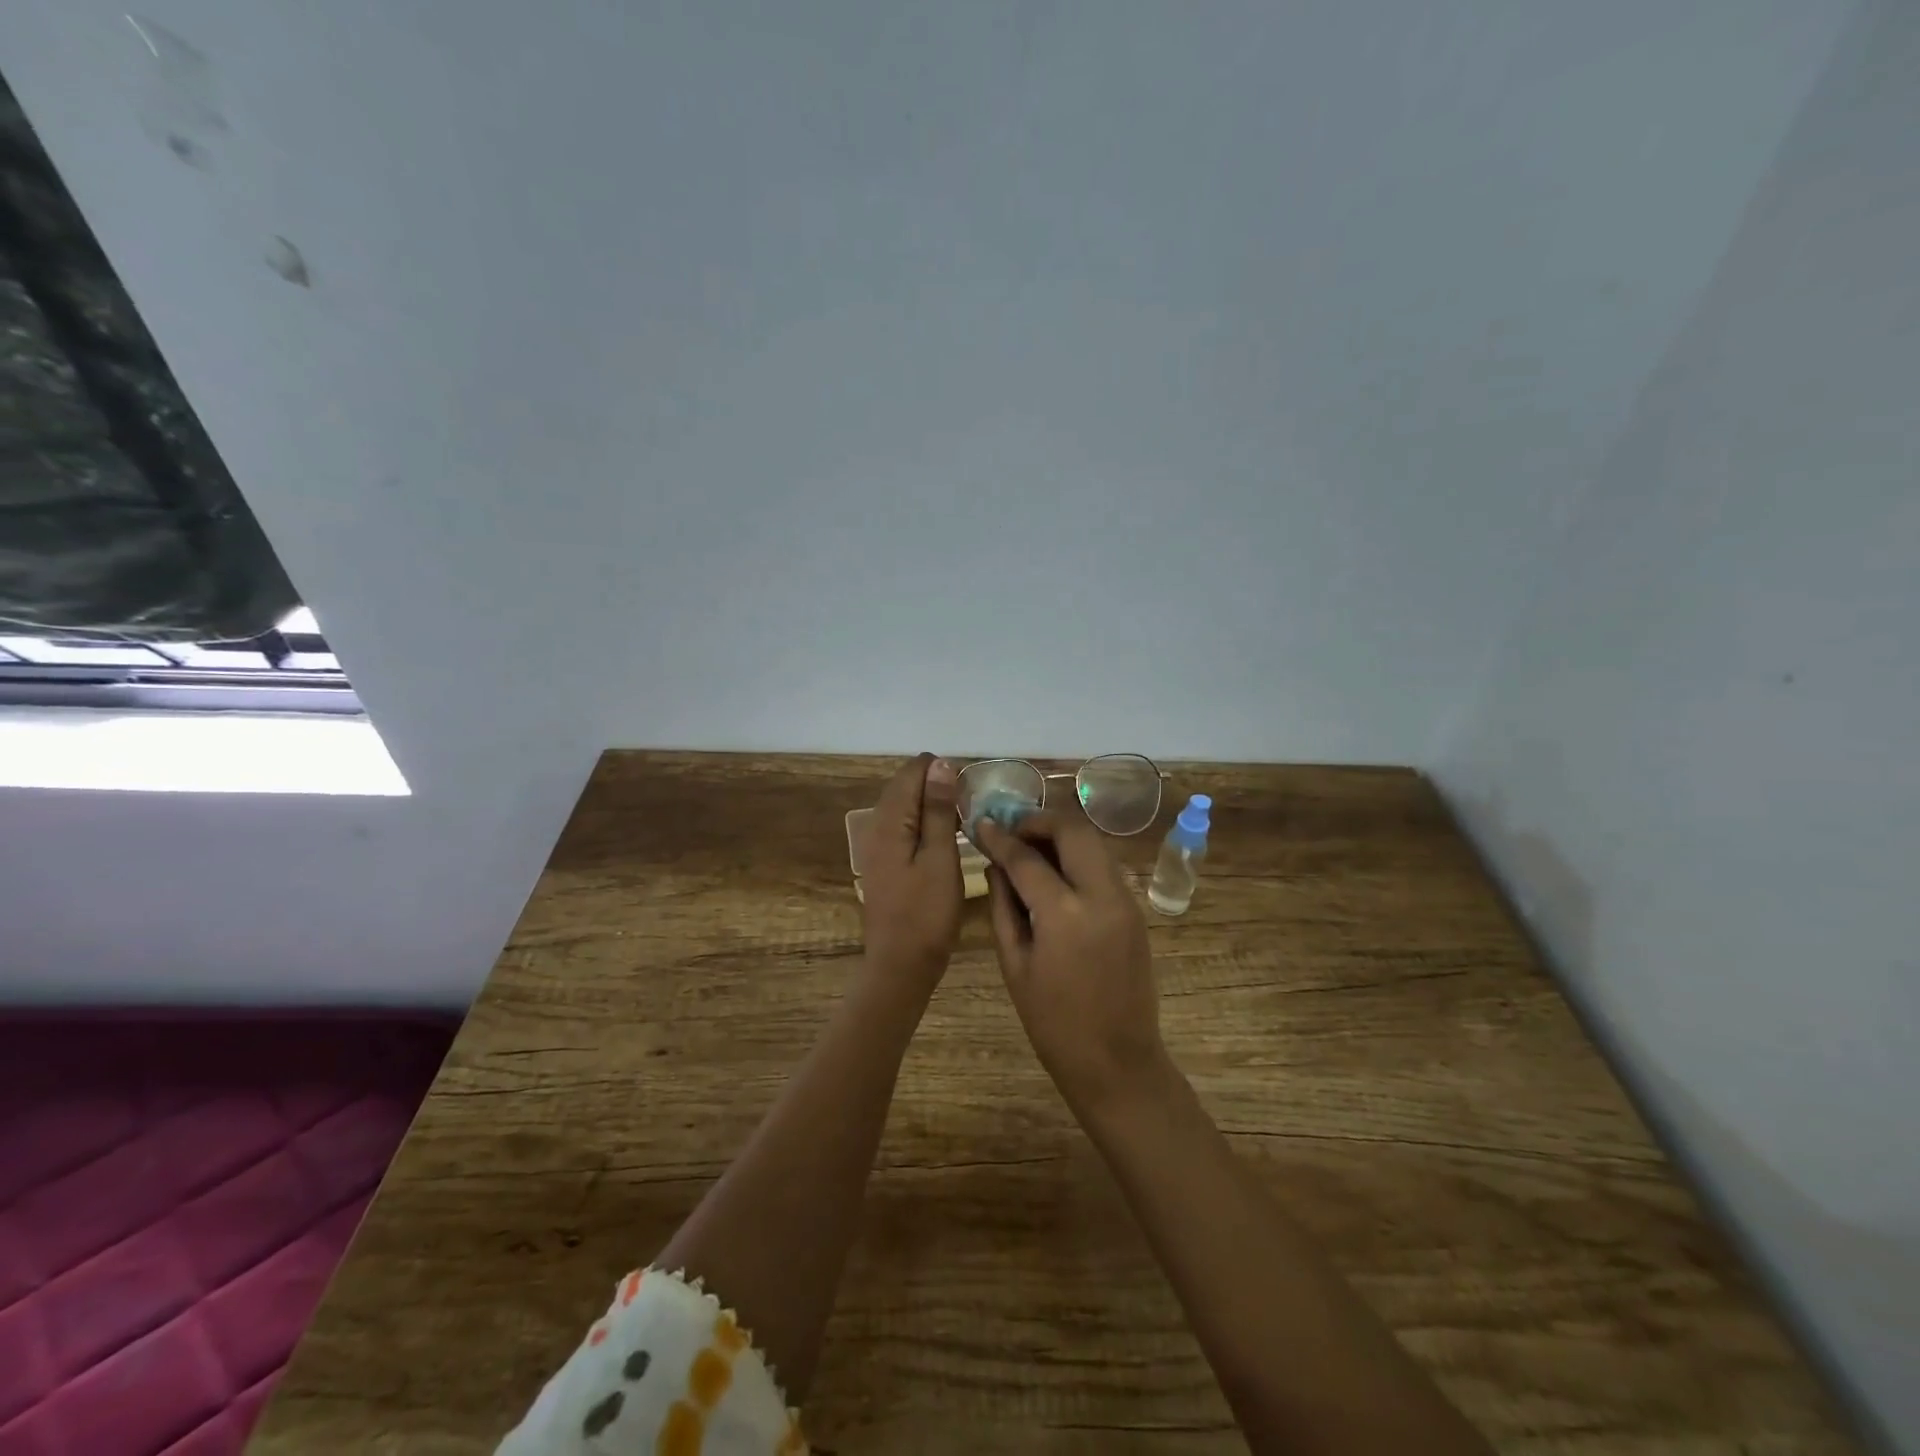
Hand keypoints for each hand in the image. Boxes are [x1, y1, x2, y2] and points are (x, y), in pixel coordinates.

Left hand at [859, 754, 962, 991]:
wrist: (901, 964)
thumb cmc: (927, 912)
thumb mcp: (940, 857)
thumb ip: (938, 809)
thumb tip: (940, 764)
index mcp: (889, 821)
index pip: (911, 772)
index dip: (940, 771)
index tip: (969, 787)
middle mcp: (876, 826)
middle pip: (904, 787)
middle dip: (935, 785)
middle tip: (969, 803)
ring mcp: (876, 846)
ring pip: (903, 807)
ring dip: (930, 804)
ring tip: (961, 817)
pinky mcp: (882, 863)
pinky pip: (902, 827)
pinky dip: (922, 823)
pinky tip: (942, 838)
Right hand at [975, 809, 1168, 1111]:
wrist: (1117, 1061)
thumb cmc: (1054, 1023)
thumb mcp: (1015, 965)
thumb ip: (1003, 906)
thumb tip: (995, 865)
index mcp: (1064, 914)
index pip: (1026, 858)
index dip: (1000, 838)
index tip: (981, 824)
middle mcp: (1102, 895)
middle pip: (1073, 830)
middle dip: (1039, 821)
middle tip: (1012, 831)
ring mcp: (1126, 900)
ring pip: (1094, 842)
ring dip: (1061, 835)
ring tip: (1030, 848)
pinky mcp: (1135, 910)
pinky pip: (1104, 865)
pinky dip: (1078, 856)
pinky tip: (1056, 873)